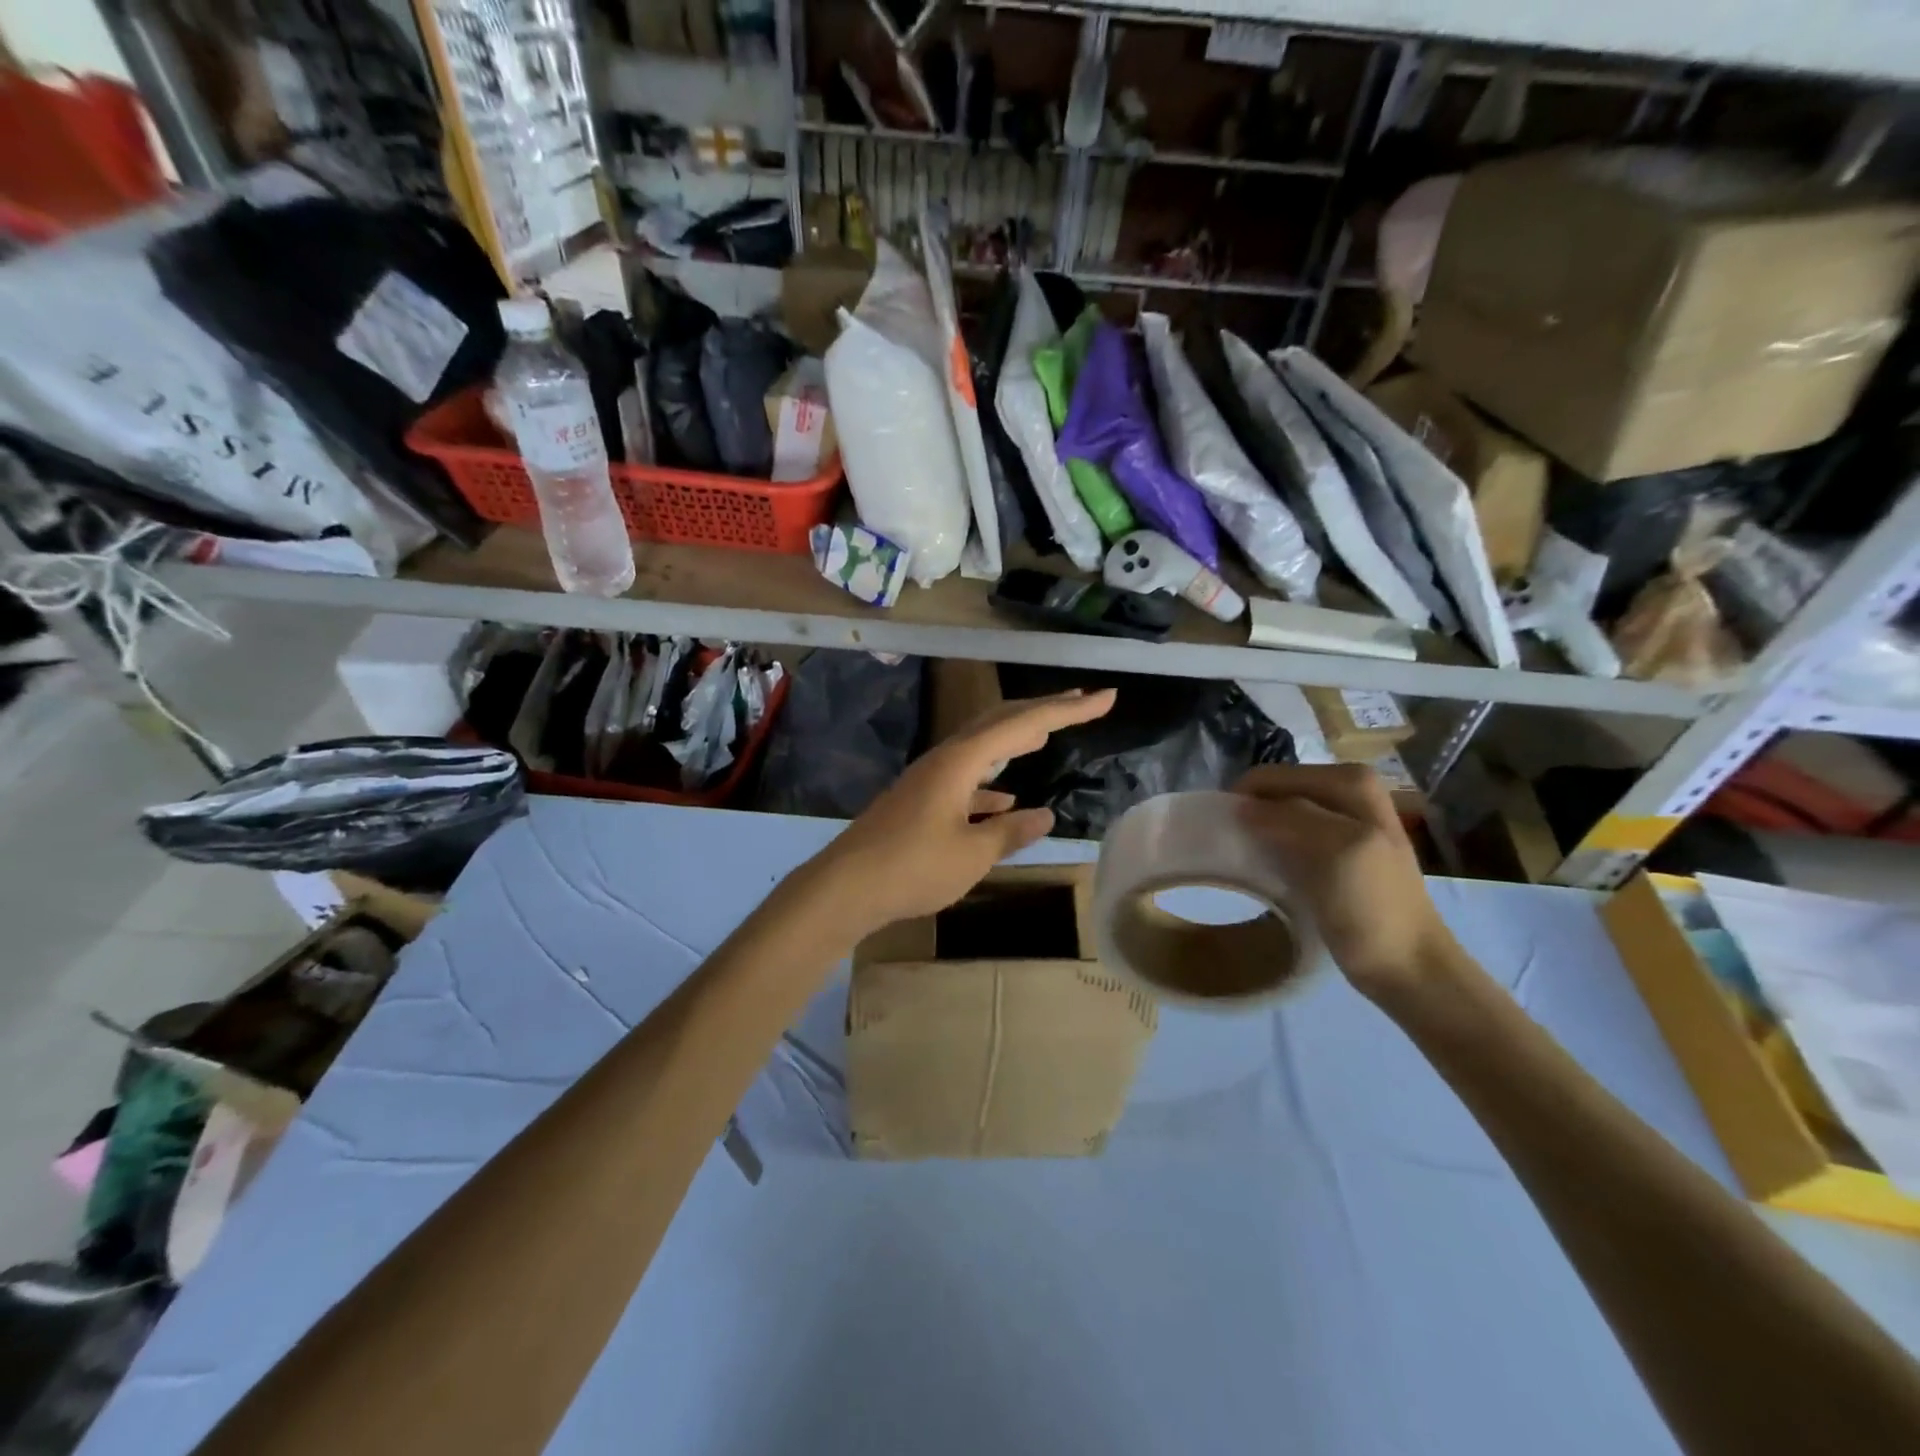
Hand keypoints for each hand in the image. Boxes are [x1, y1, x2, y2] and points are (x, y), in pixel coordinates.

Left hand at [806, 688, 1116, 939]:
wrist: (846, 887)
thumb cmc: (912, 868)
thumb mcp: (972, 854)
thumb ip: (1010, 832)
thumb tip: (1044, 816)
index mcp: (960, 761)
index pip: (1023, 724)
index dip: (1067, 711)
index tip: (1105, 698)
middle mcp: (944, 759)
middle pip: (999, 722)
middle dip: (1043, 712)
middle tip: (1082, 703)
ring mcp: (929, 778)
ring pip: (982, 748)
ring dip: (1016, 740)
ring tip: (1046, 736)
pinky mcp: (920, 800)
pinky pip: (966, 779)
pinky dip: (991, 782)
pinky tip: (1005, 799)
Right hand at [1233, 763, 1465, 1002]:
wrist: (1408, 969)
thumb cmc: (1374, 909)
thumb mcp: (1337, 851)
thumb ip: (1289, 818)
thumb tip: (1239, 805)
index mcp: (1351, 781)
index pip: (1271, 777)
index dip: (1243, 800)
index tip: (1219, 833)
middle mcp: (1349, 791)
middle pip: (1275, 792)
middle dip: (1249, 813)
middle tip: (1228, 847)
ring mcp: (1343, 822)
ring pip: (1278, 814)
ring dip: (1255, 831)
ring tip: (1240, 859)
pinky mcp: (1335, 851)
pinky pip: (1287, 836)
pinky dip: (1269, 847)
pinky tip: (1261, 869)